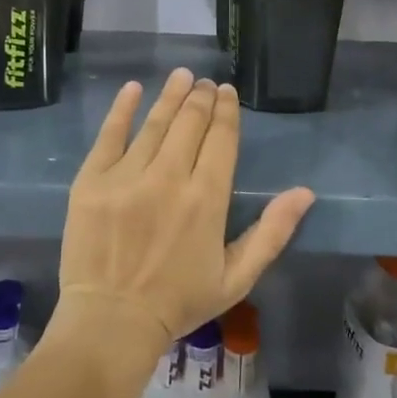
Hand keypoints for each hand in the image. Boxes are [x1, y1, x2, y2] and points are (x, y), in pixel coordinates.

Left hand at [52, 70, 314, 362]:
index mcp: (207, 199)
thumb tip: (305, 193)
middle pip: (190, 123)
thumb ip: (272, 232)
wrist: (111, 321)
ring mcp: (126, 176)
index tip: (226, 93)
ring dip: (170, 95)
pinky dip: (122, 109)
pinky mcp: (91, 181)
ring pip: (154, 123)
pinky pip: (109, 135)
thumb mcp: (236, 277)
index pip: (221, 139)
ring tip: (181, 76)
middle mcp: (168, 178)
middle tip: (205, 84)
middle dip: (200, 98)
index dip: (226, 111)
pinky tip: (133, 89)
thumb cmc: (179, 302)